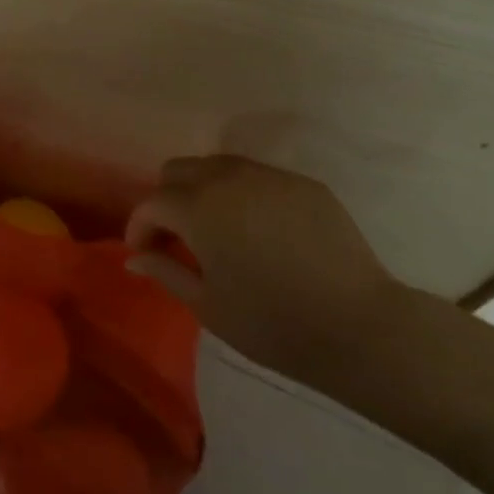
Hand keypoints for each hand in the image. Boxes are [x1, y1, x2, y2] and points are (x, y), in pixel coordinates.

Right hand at [125, 155, 404, 379]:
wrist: (358, 327)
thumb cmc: (272, 324)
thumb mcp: (208, 305)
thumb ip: (165, 271)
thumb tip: (135, 258)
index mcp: (198, 207)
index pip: (152, 203)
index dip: (140, 227)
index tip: (142, 253)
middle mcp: (229, 178)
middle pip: (180, 170)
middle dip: (168, 199)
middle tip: (176, 237)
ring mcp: (270, 176)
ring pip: (219, 166)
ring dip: (204, 191)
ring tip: (215, 230)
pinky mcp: (304, 184)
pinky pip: (259, 178)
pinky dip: (244, 196)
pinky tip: (258, 231)